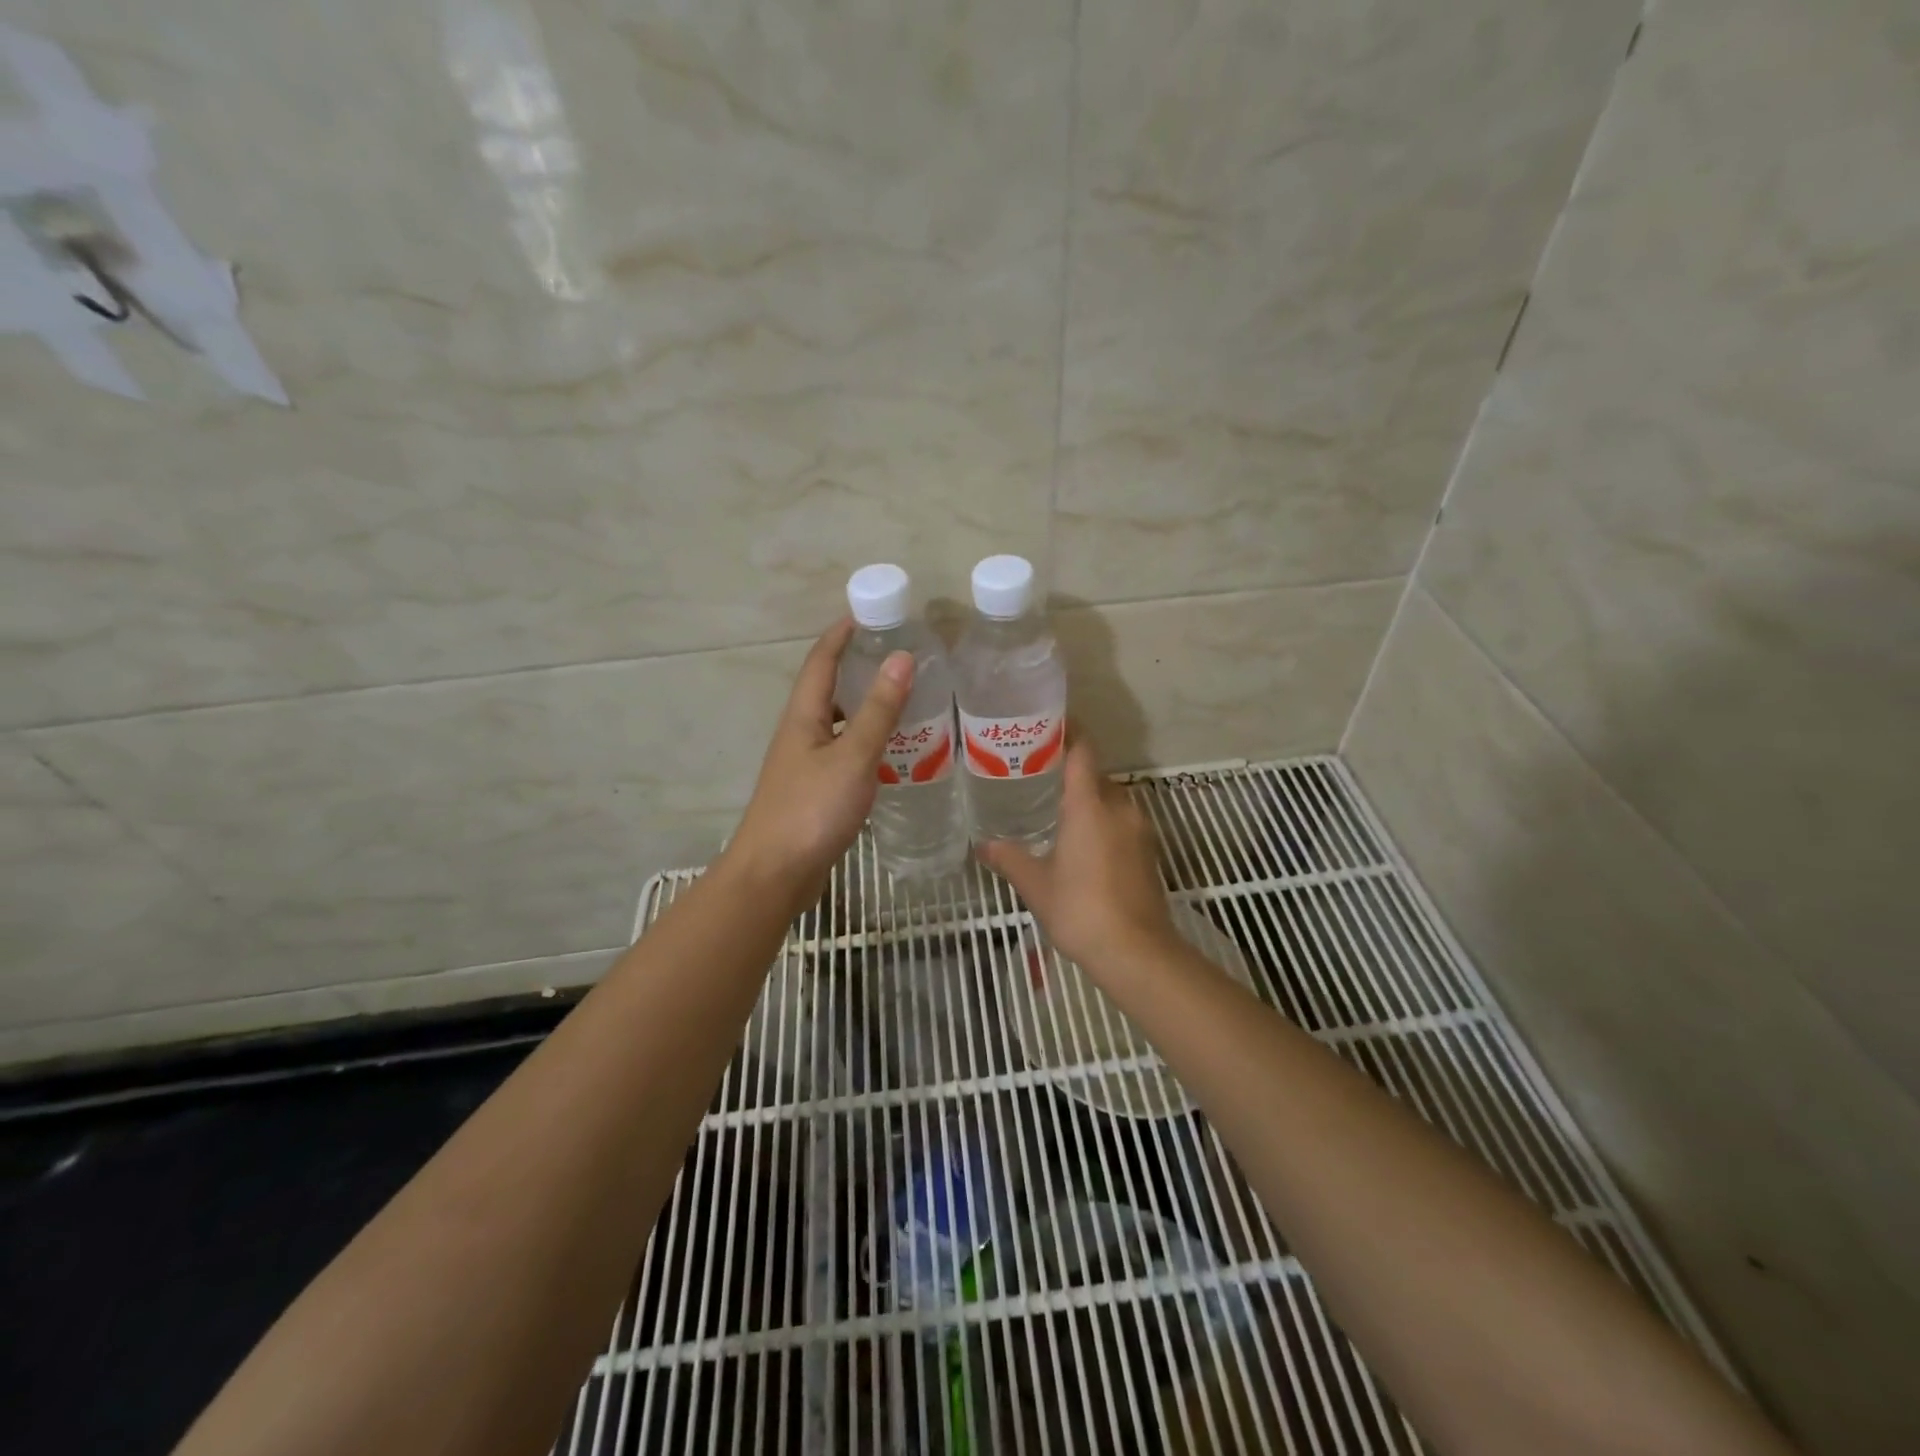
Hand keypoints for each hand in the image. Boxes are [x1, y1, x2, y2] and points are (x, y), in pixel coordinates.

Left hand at [724, 618, 913, 911]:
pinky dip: (866, 743)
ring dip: (864, 708)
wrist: (775, 874)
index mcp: (803, 716)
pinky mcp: (814, 792)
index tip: (868, 614)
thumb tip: (901, 658)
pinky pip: (844, 753)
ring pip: (838, 724)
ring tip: (903, 701)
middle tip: (899, 658)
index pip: (820, 661)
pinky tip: (891, 754)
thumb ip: (878, 710)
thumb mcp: (853, 756)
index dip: (840, 635)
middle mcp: (800, 734)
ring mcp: (805, 765)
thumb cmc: (812, 809)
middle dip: (857, 668)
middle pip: (828, 690)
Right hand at [978, 742, 1177, 973]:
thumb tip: (983, 845)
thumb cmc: (1080, 909)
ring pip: (1113, 800)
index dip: (1068, 732)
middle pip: (1097, 775)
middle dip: (1072, 772)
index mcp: (1090, 806)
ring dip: (1090, 800)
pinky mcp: (1149, 853)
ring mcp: (1140, 831)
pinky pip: (1123, 823)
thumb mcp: (1036, 884)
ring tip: (1059, 811)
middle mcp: (1120, 808)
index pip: (1082, 752)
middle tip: (1040, 776)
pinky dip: (1104, 822)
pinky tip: (1084, 844)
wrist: (1137, 953)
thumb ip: (1009, 858)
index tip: (1049, 724)